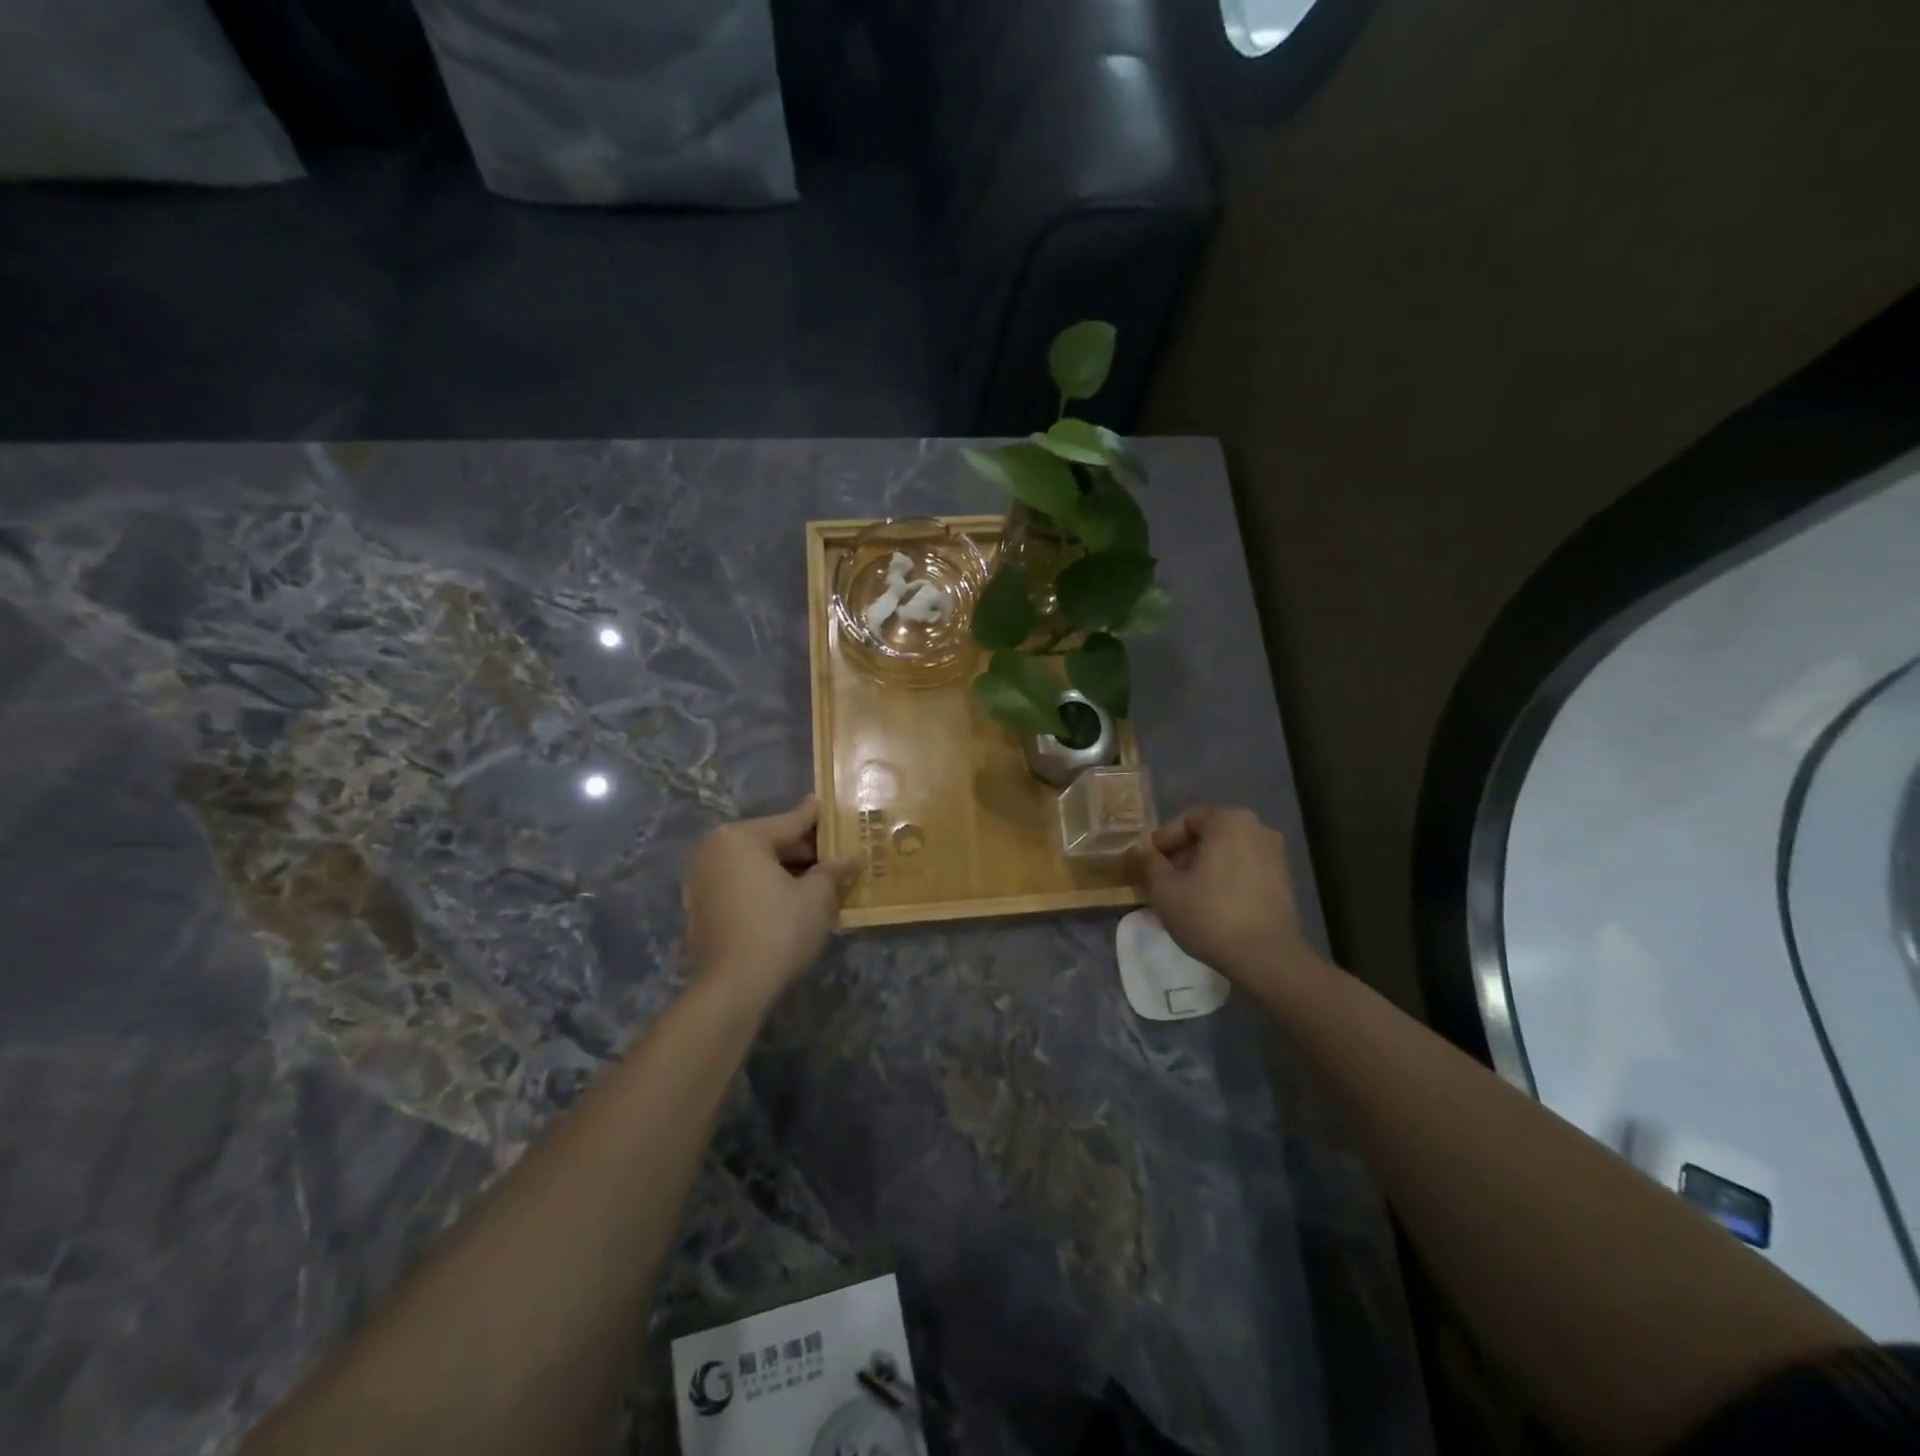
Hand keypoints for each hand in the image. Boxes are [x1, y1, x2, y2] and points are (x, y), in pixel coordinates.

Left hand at [683, 797, 858, 1009]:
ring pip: (755, 866)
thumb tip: (850, 858)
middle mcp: (713, 851)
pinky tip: (792, 899)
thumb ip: (833, 870)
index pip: (790, 821)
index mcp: (740, 837)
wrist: (733, 989)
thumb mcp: (817, 897)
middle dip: (804, 850)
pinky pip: (741, 886)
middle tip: (837, 854)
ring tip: (820, 878)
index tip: (835, 808)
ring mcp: (701, 880)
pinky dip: (765, 888)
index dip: (819, 819)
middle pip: (770, 842)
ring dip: (786, 871)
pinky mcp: (700, 908)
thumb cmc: (778, 931)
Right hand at [1128, 805, 1325, 997]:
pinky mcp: (1283, 881)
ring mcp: (1275, 854)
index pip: (1187, 819)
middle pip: (1209, 834)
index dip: (1164, 839)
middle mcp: (1257, 829)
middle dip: (1183, 854)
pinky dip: (1224, 880)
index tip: (1149, 861)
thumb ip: (1150, 864)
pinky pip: (1244, 870)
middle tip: (1163, 878)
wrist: (1267, 957)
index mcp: (1229, 821)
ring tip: (1184, 894)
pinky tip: (1209, 905)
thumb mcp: (1164, 890)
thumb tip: (1145, 854)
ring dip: (1203, 868)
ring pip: (1227, 853)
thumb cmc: (1210, 914)